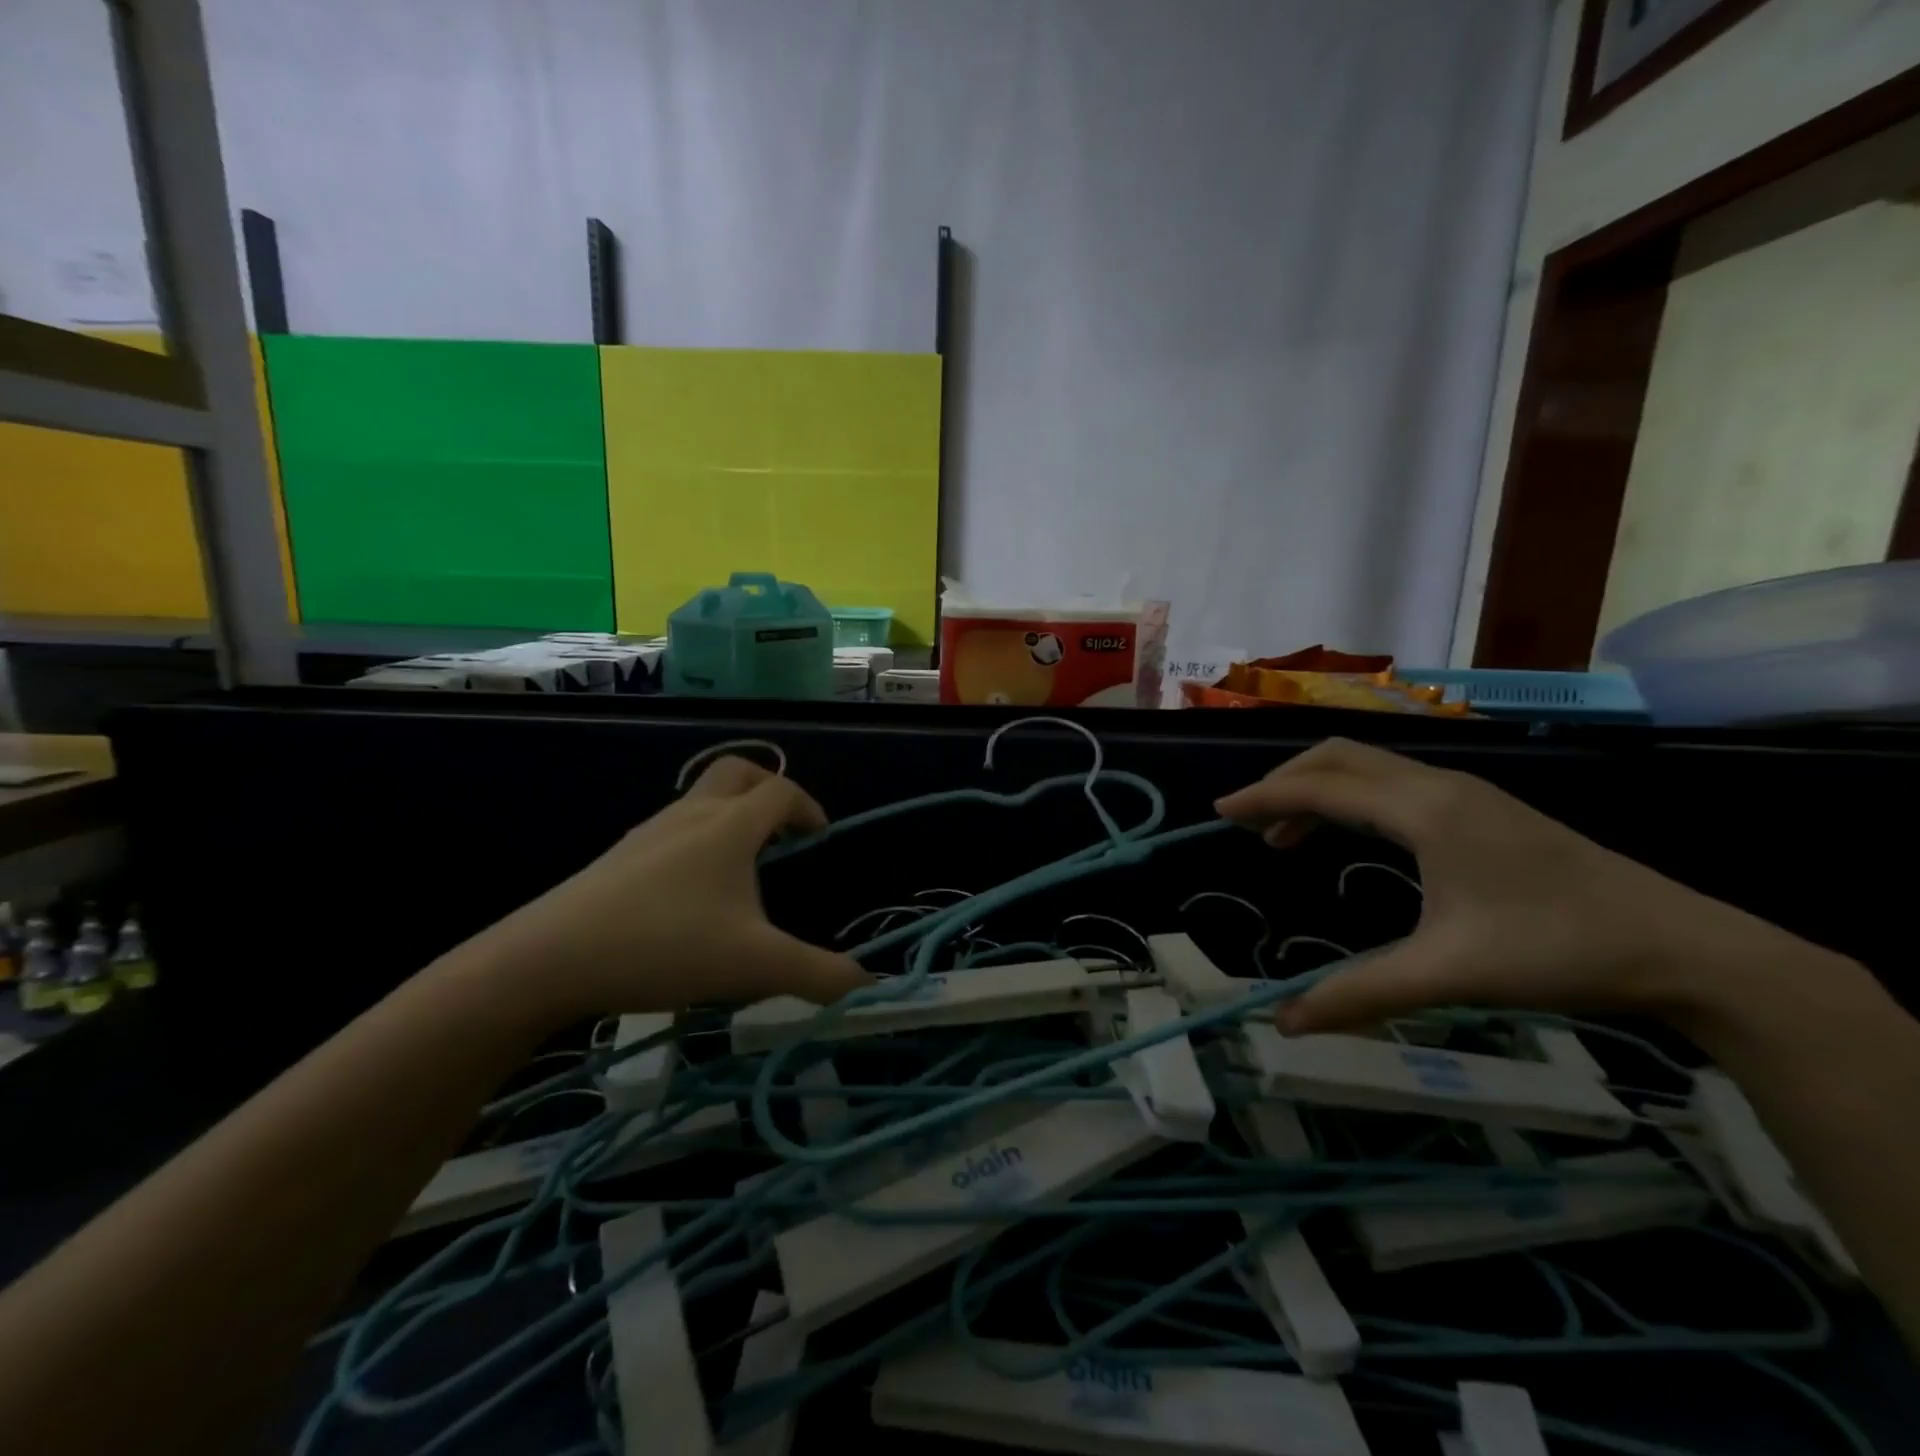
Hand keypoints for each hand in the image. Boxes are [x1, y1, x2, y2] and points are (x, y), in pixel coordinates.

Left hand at [485, 757, 868, 1018]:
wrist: (549, 959)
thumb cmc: (666, 946)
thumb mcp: (755, 966)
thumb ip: (819, 976)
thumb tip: (867, 984)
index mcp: (731, 826)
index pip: (781, 791)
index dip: (808, 807)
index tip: (819, 837)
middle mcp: (692, 814)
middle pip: (738, 772)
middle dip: (768, 791)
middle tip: (783, 830)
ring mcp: (649, 832)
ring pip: (701, 799)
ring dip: (731, 816)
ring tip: (743, 867)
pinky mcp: (619, 857)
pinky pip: (673, 827)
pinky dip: (699, 839)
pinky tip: (693, 894)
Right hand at [1216, 738, 1826, 1036]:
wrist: (1682, 948)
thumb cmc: (1557, 950)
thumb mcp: (1449, 974)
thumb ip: (1361, 993)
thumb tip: (1284, 1023)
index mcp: (1424, 810)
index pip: (1321, 786)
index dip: (1264, 796)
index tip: (1220, 811)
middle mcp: (1437, 786)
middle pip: (1339, 757)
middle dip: (1285, 781)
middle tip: (1248, 820)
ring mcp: (1464, 793)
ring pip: (1368, 769)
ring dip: (1318, 791)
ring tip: (1286, 838)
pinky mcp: (1481, 809)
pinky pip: (1393, 786)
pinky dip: (1352, 801)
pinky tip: (1353, 840)